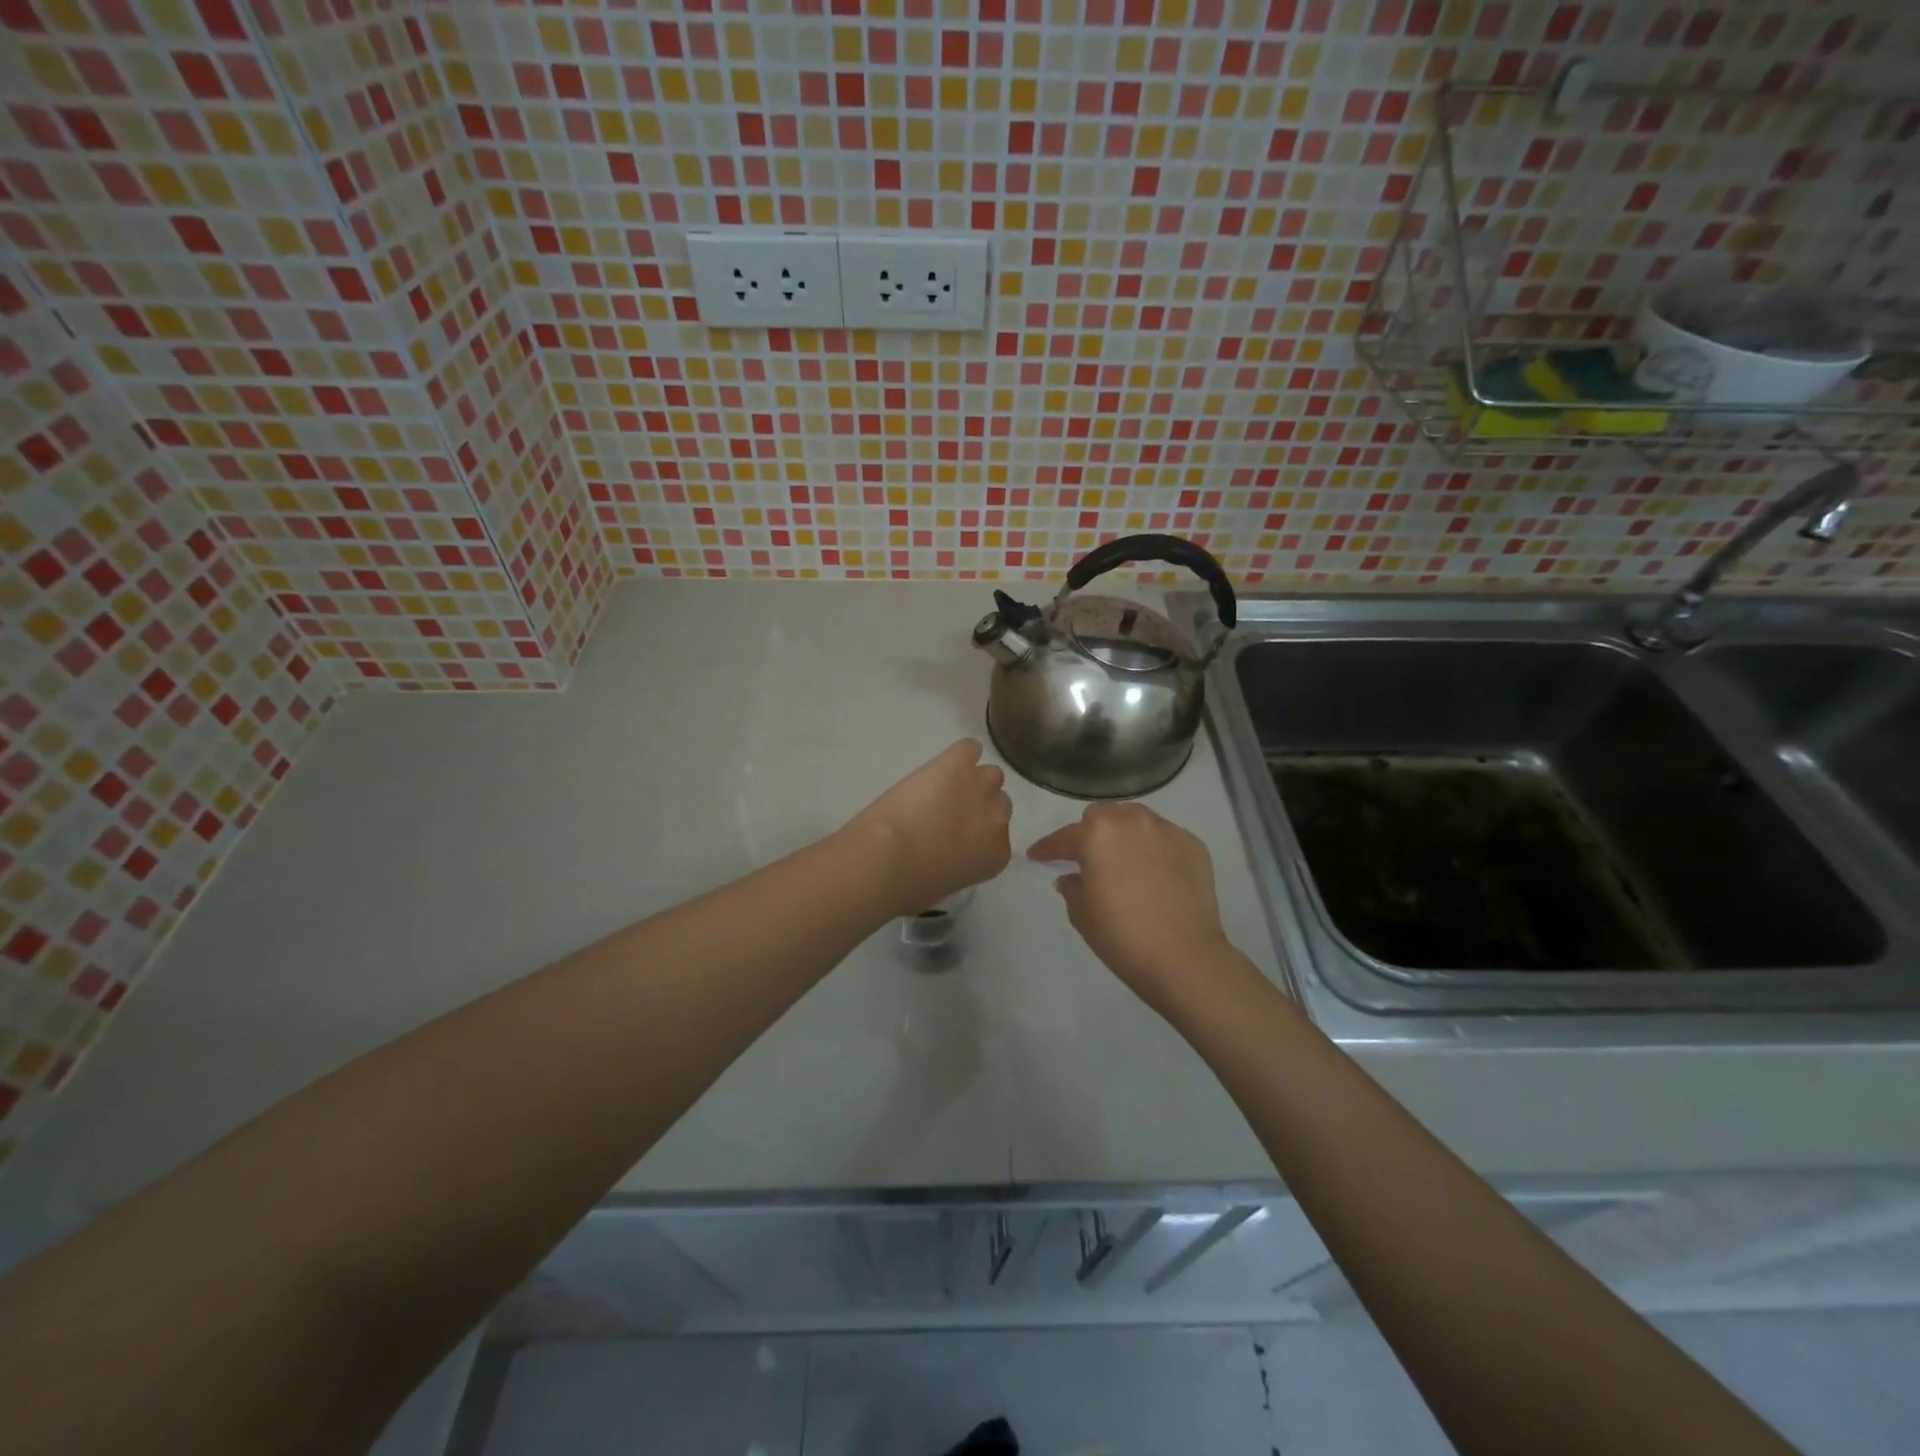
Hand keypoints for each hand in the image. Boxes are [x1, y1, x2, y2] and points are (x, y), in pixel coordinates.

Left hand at [846, 739, 1012, 915]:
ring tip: (943, 787)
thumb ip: (960, 865)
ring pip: (989, 774)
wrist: (887, 859)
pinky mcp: (958, 763)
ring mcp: (980, 786)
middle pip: (999, 801)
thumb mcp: (945, 884)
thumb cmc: (909, 885)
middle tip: (949, 812)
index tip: (958, 836)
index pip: (999, 835)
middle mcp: (998, 818)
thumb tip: (949, 856)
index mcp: (997, 854)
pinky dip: (958, 754)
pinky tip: (941, 765)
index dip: (978, 832)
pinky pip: (968, 748)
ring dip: (970, 780)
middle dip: (978, 806)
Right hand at [1028, 803, 1241, 1015]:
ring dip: (1123, 833)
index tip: (1037, 856)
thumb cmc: (1122, 936)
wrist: (1184, 958)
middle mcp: (1131, 821)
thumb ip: (1071, 887)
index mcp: (1097, 834)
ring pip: (1136, 819)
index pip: (1064, 837)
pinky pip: (1164, 837)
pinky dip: (1154, 848)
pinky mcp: (1193, 845)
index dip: (1047, 848)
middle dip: (1090, 833)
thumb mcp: (1082, 914)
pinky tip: (1154, 872)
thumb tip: (1071, 877)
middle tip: (1087, 858)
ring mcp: (1166, 830)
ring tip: (1123, 858)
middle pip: (1102, 816)